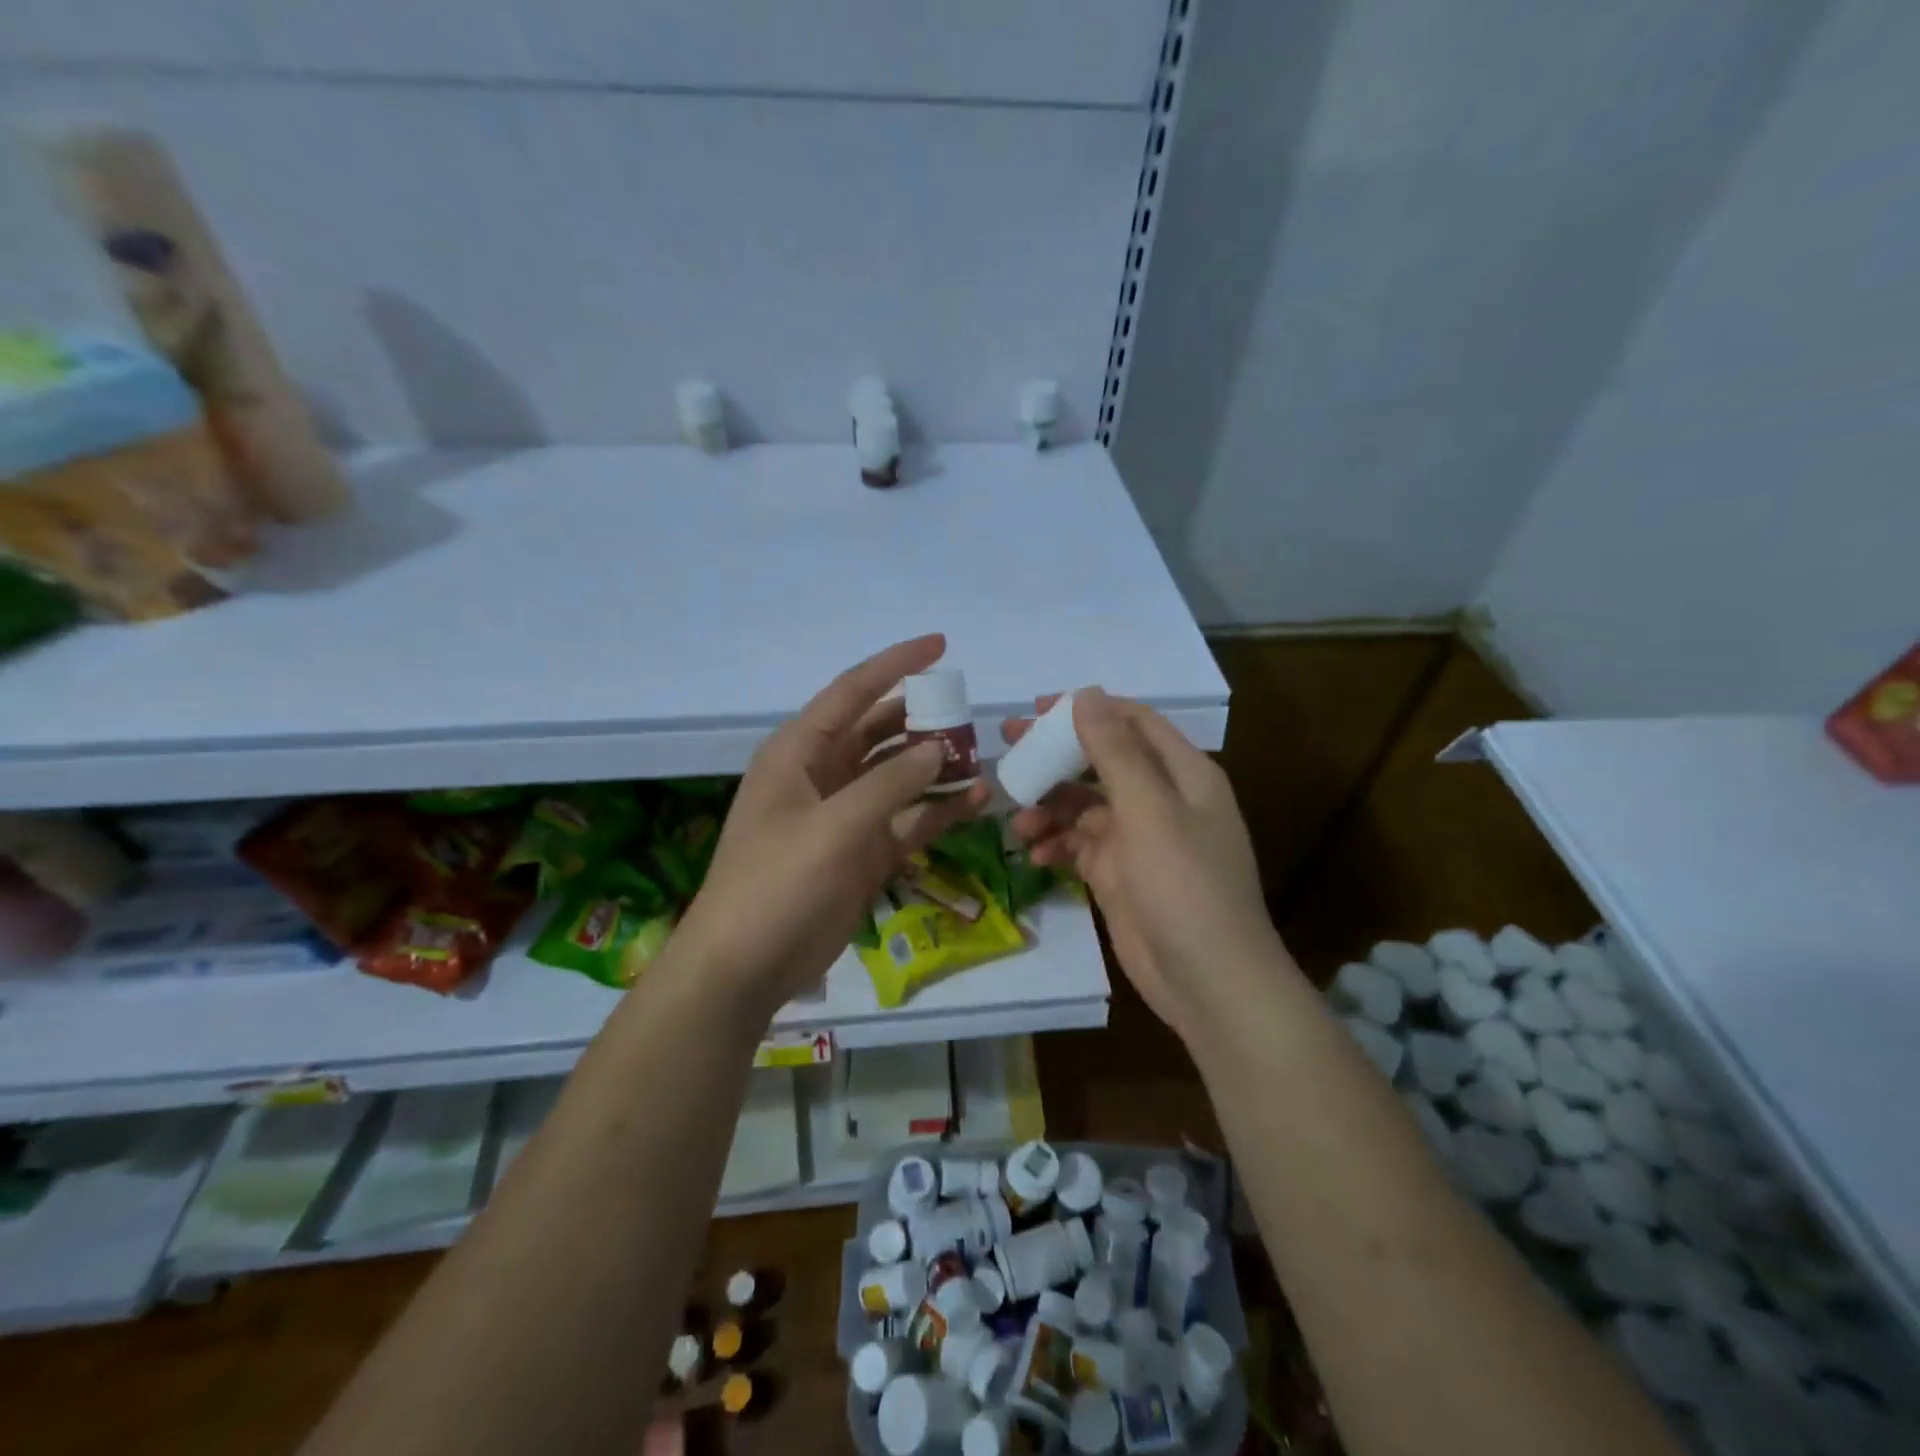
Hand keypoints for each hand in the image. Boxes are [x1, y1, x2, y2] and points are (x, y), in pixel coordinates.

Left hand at [671, 635, 989, 1021]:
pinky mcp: (863, 852)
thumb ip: (889, 783)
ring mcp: (845, 815)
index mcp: (800, 752)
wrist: (744, 966)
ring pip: (899, 776)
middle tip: (970, 714)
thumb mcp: (834, 827)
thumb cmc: (776, 884)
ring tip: (983, 759)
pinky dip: (938, 810)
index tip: (941, 644)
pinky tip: (976, 803)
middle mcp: (823, 774)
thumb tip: (939, 747)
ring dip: (937, 767)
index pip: (853, 691)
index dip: (896, 664)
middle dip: (923, 719)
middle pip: (880, 731)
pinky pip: (907, 819)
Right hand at [1005, 688, 1289, 1043]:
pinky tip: (1035, 854)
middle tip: (1008, 747)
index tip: (1036, 710)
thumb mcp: (1150, 811)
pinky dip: (1057, 844)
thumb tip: (1086, 694)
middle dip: (1056, 756)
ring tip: (1018, 822)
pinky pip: (1079, 845)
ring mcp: (1138, 839)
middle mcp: (1161, 799)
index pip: (1132, 722)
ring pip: (1084, 806)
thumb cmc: (1185, 886)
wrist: (1208, 981)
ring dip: (1050, 808)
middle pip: (1101, 761)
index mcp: (1182, 774)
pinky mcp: (1118, 874)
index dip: (1087, 710)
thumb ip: (1115, 752)